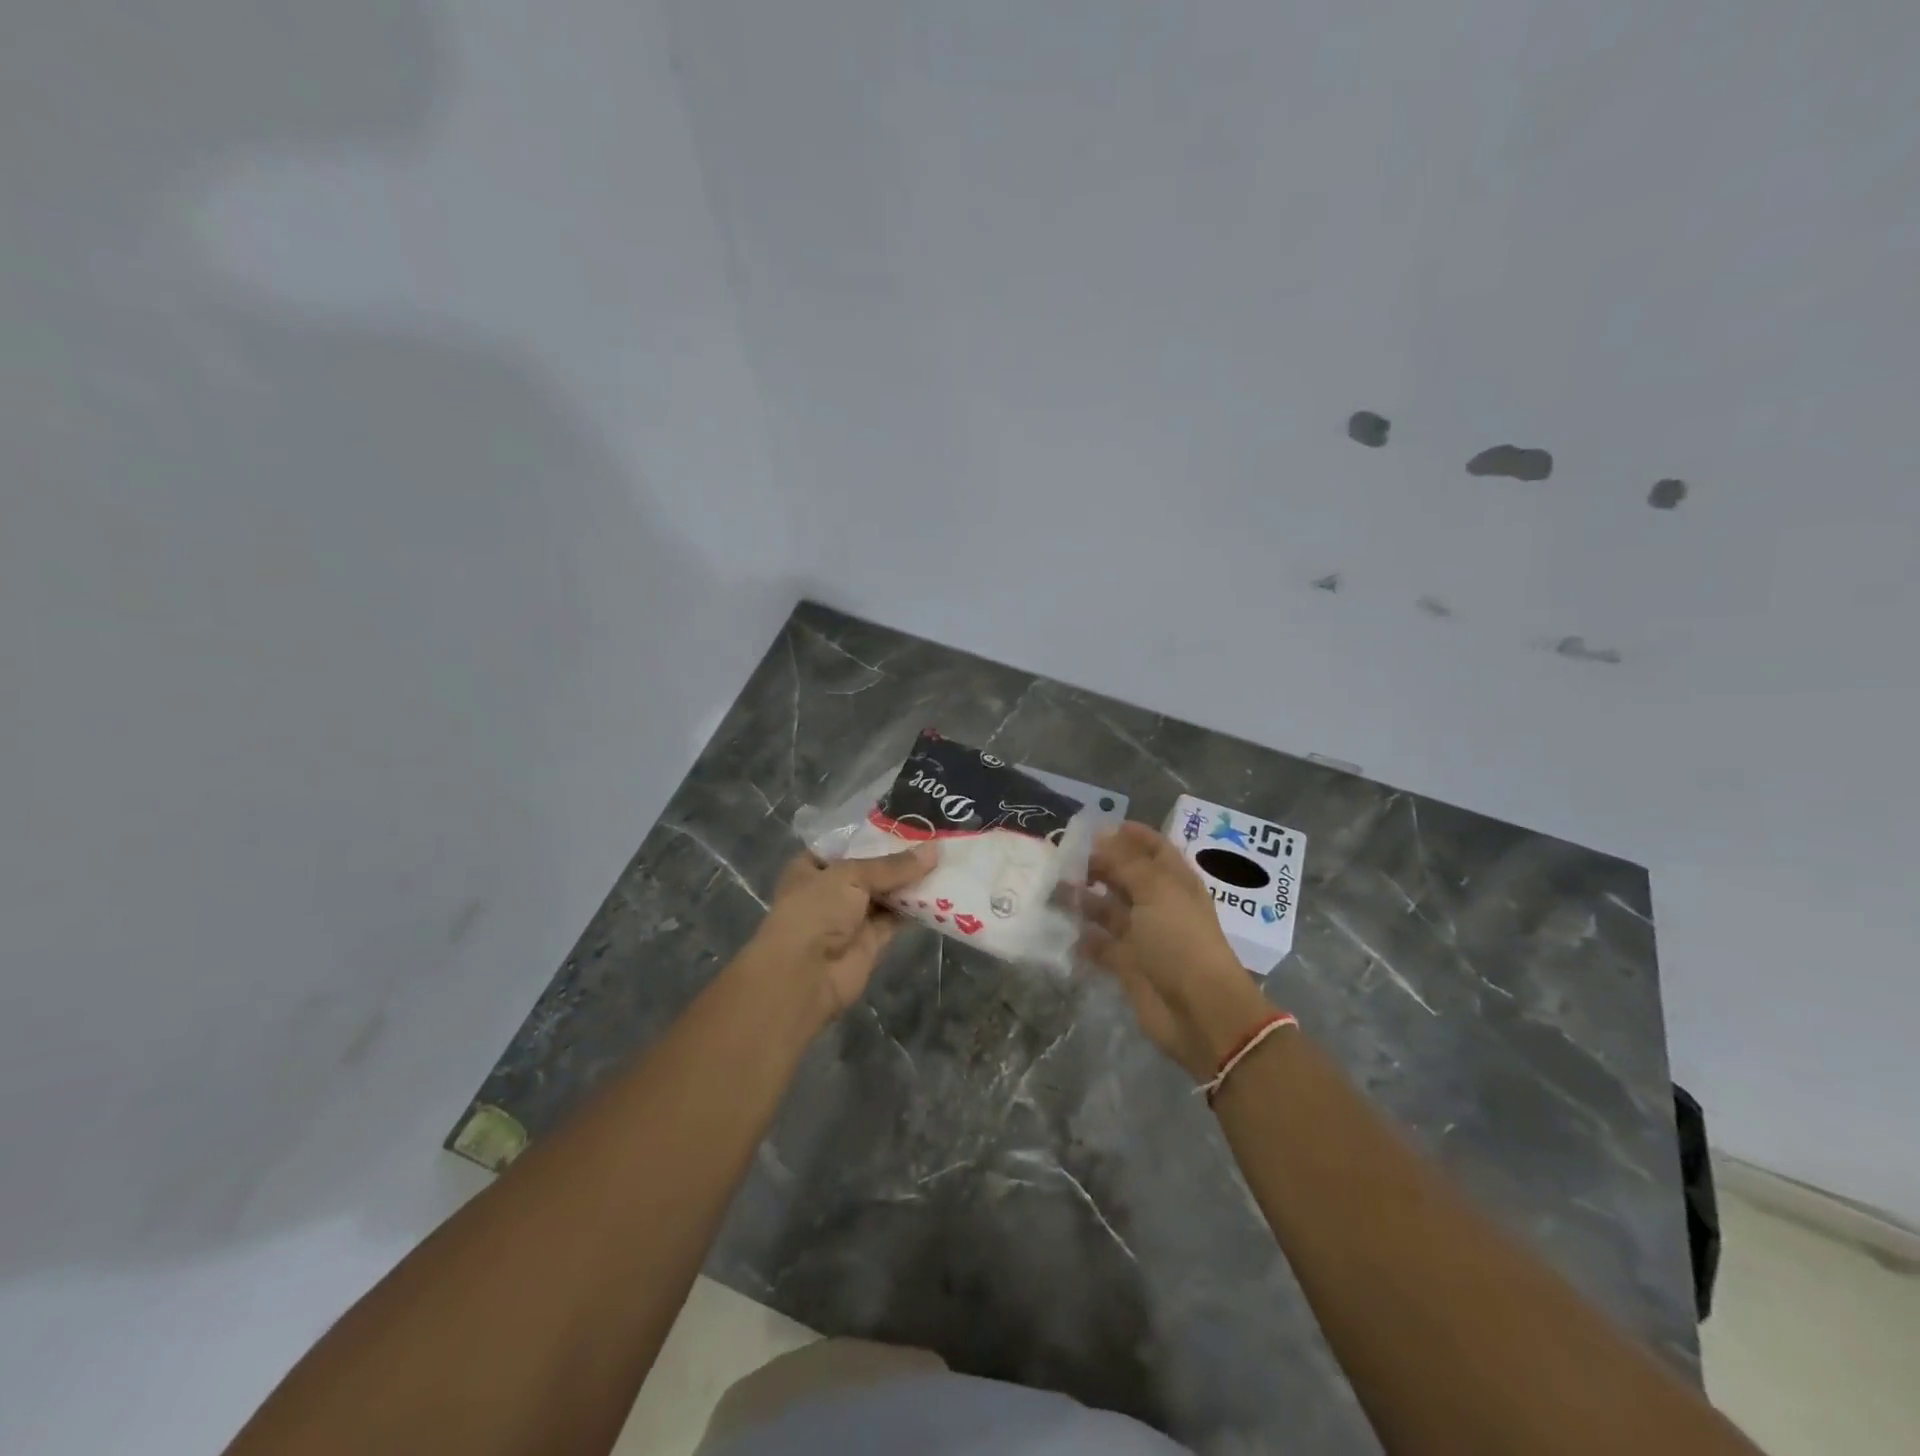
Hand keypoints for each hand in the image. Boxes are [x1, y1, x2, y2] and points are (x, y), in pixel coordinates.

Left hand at [747, 846, 936, 1025]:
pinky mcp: (871, 940)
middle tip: (937, 837)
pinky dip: (916, 907)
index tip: (910, 821)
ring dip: (912, 881)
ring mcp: (851, 916)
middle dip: (900, 857)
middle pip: (871, 868)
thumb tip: (935, 850)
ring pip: (887, 893)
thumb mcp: (851, 876)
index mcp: (813, 866)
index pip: (847, 843)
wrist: (806, 976)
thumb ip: (893, 865)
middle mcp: (831, 889)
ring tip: (946, 858)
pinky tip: (942, 890)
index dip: (876, 833)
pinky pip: (897, 917)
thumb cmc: (815, 912)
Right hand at [1081, 823, 1273, 1081]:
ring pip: (1108, 910)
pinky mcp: (1128, 965)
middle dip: (1098, 865)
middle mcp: (1158, 904)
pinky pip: (1100, 945)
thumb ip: (1126, 862)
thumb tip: (1102, 834)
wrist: (1198, 1011)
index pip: (1153, 848)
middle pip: (1126, 877)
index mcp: (1174, 882)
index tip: (1095, 827)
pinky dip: (1082, 937)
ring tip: (1052, 888)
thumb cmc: (1180, 940)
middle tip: (1062, 857)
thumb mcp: (1155, 891)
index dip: (1130, 835)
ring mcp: (1143, 936)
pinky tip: (1059, 928)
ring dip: (1084, 900)